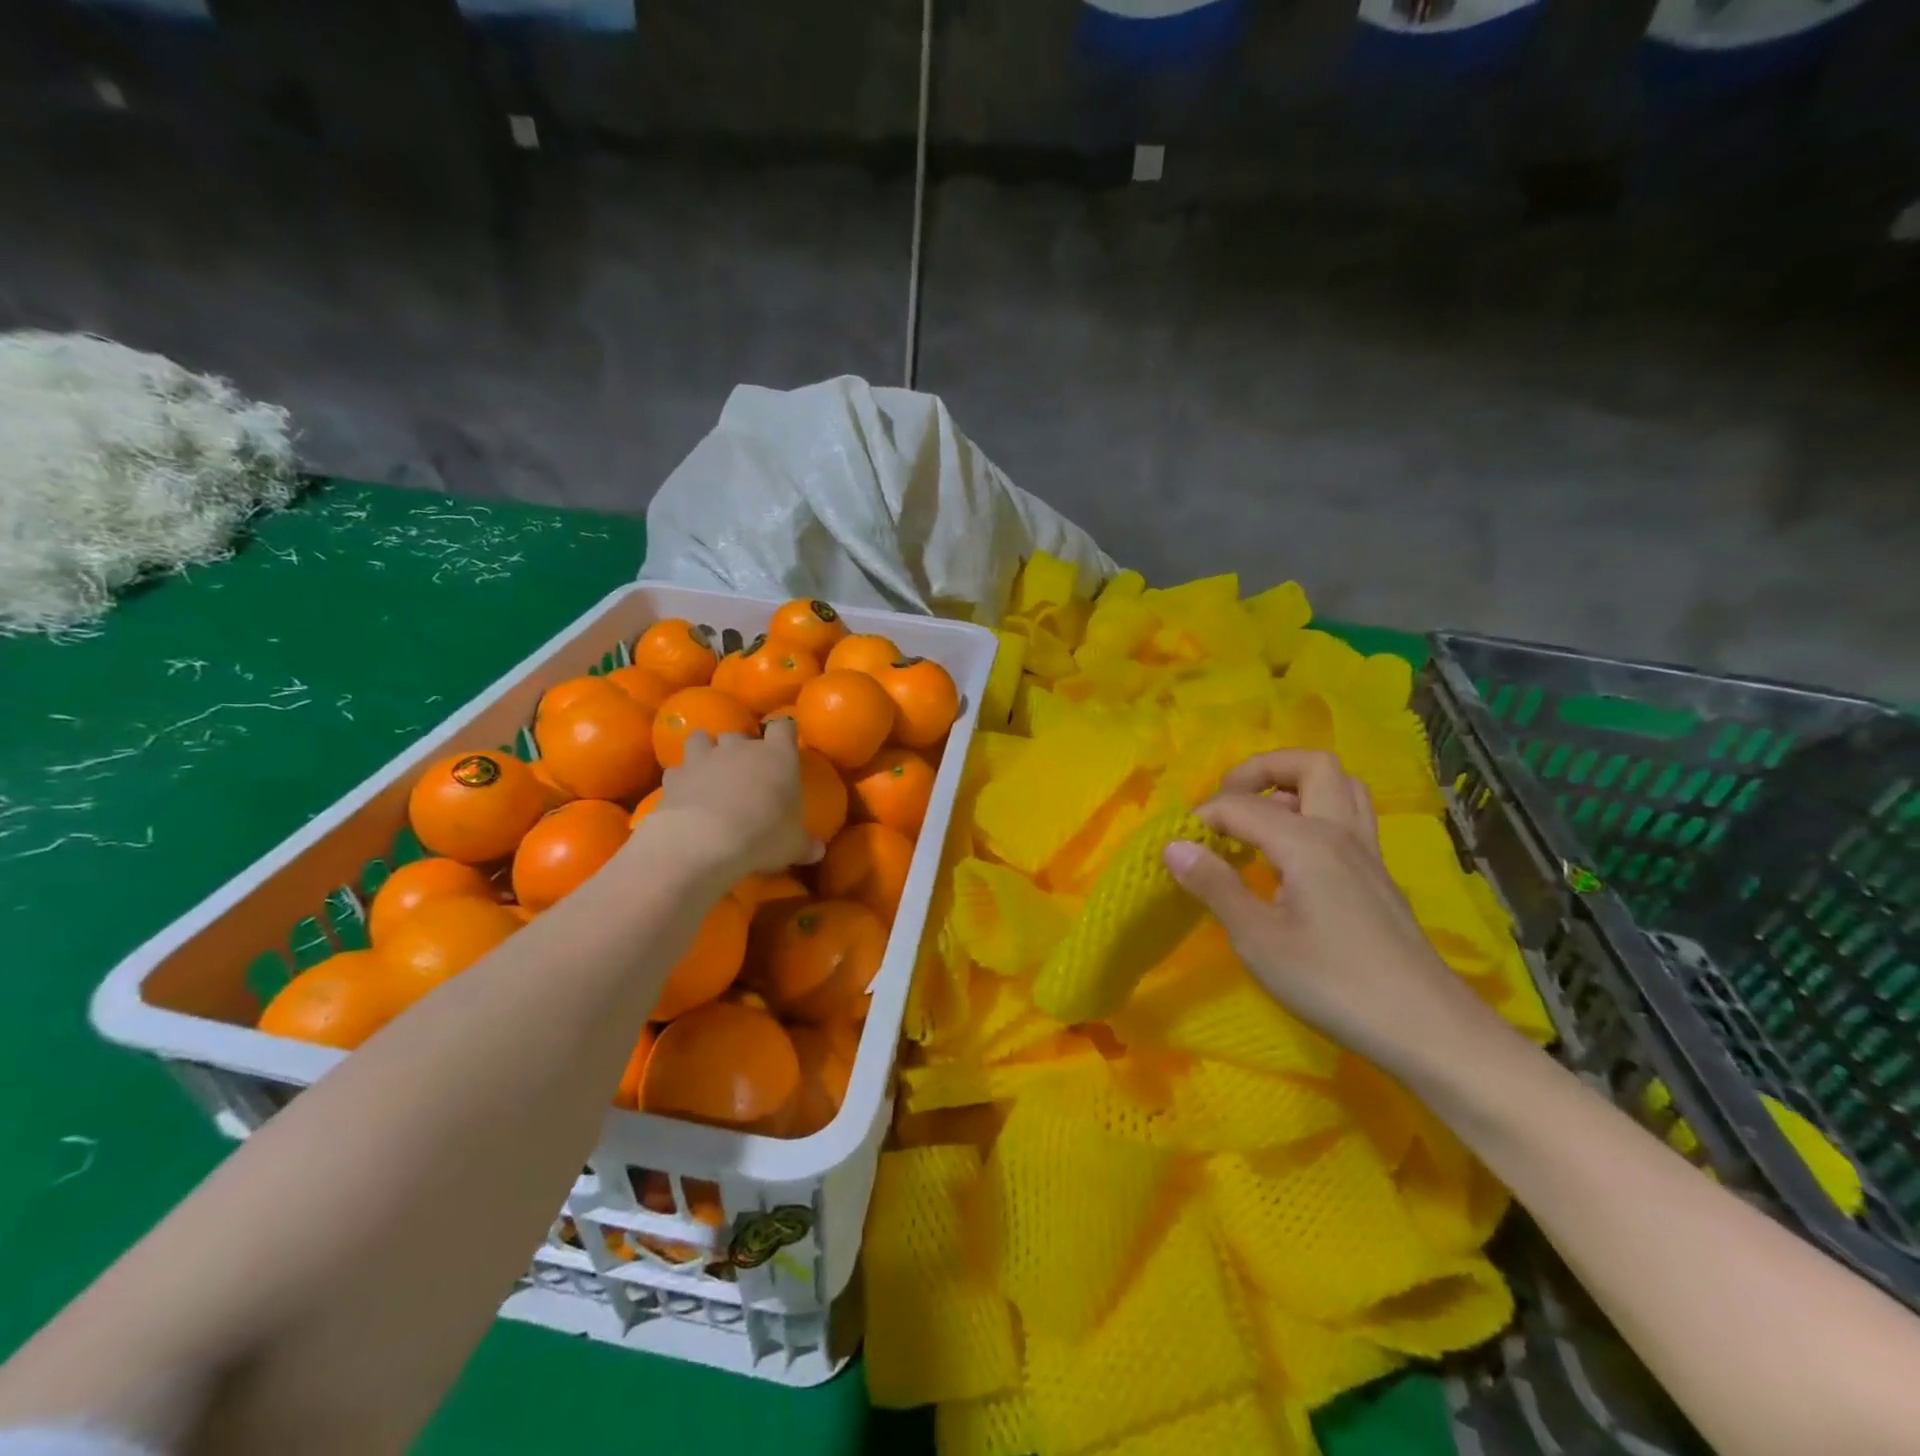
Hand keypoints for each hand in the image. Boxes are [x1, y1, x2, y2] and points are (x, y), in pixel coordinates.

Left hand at [641, 718, 818, 879]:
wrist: (704, 841)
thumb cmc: (762, 836)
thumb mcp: (793, 846)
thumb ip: (805, 845)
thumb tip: (818, 851)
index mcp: (777, 756)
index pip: (784, 727)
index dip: (785, 732)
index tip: (786, 743)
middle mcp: (740, 748)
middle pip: (740, 732)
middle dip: (741, 747)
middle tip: (745, 769)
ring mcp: (704, 758)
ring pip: (702, 738)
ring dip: (706, 750)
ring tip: (709, 770)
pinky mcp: (675, 776)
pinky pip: (677, 770)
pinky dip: (681, 779)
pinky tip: (685, 794)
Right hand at [1162, 750, 1503, 1078]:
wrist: (1426, 1030)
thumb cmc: (1332, 983)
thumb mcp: (1258, 939)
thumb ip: (1214, 885)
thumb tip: (1173, 846)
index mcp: (1307, 841)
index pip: (1240, 805)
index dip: (1202, 818)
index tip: (1177, 847)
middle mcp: (1341, 832)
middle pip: (1309, 765)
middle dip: (1261, 771)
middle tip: (1228, 805)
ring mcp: (1366, 854)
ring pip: (1339, 787)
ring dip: (1295, 788)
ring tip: (1260, 822)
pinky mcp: (1378, 878)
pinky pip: (1348, 819)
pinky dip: (1315, 816)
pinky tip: (1292, 860)